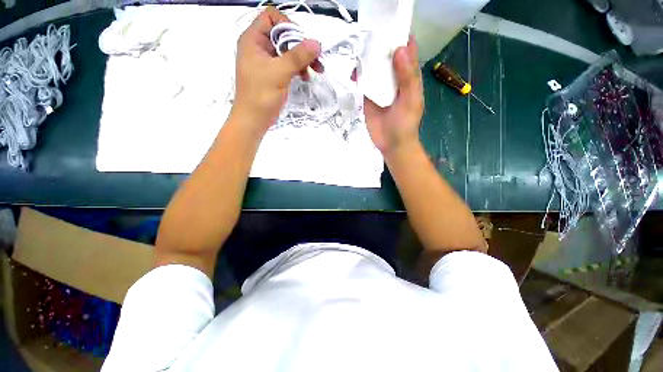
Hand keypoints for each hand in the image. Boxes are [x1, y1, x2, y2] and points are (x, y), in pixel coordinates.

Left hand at [232, 7, 320, 135]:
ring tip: (316, 70)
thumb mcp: (279, 72)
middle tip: (316, 59)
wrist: (254, 120)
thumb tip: (317, 43)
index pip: (272, 17)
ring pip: (288, 51)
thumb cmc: (261, 95)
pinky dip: (298, 68)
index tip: (301, 43)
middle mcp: (259, 47)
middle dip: (301, 46)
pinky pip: (288, 64)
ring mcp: (266, 61)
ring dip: (303, 58)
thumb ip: (298, 56)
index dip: (288, 25)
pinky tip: (306, 76)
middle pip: (283, 35)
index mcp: (254, 39)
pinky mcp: (273, 74)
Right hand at [364, 36, 423, 156]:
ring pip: (374, 67)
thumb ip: (407, 77)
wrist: (391, 144)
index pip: (407, 51)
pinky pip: (364, 83)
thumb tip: (399, 49)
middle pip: (387, 56)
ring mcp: (380, 87)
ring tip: (359, 49)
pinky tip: (353, 72)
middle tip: (369, 33)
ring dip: (367, 59)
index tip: (390, 23)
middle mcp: (394, 78)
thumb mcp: (410, 100)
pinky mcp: (369, 97)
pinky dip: (359, 76)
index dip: (401, 36)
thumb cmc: (405, 124)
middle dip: (380, 44)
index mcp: (409, 77)